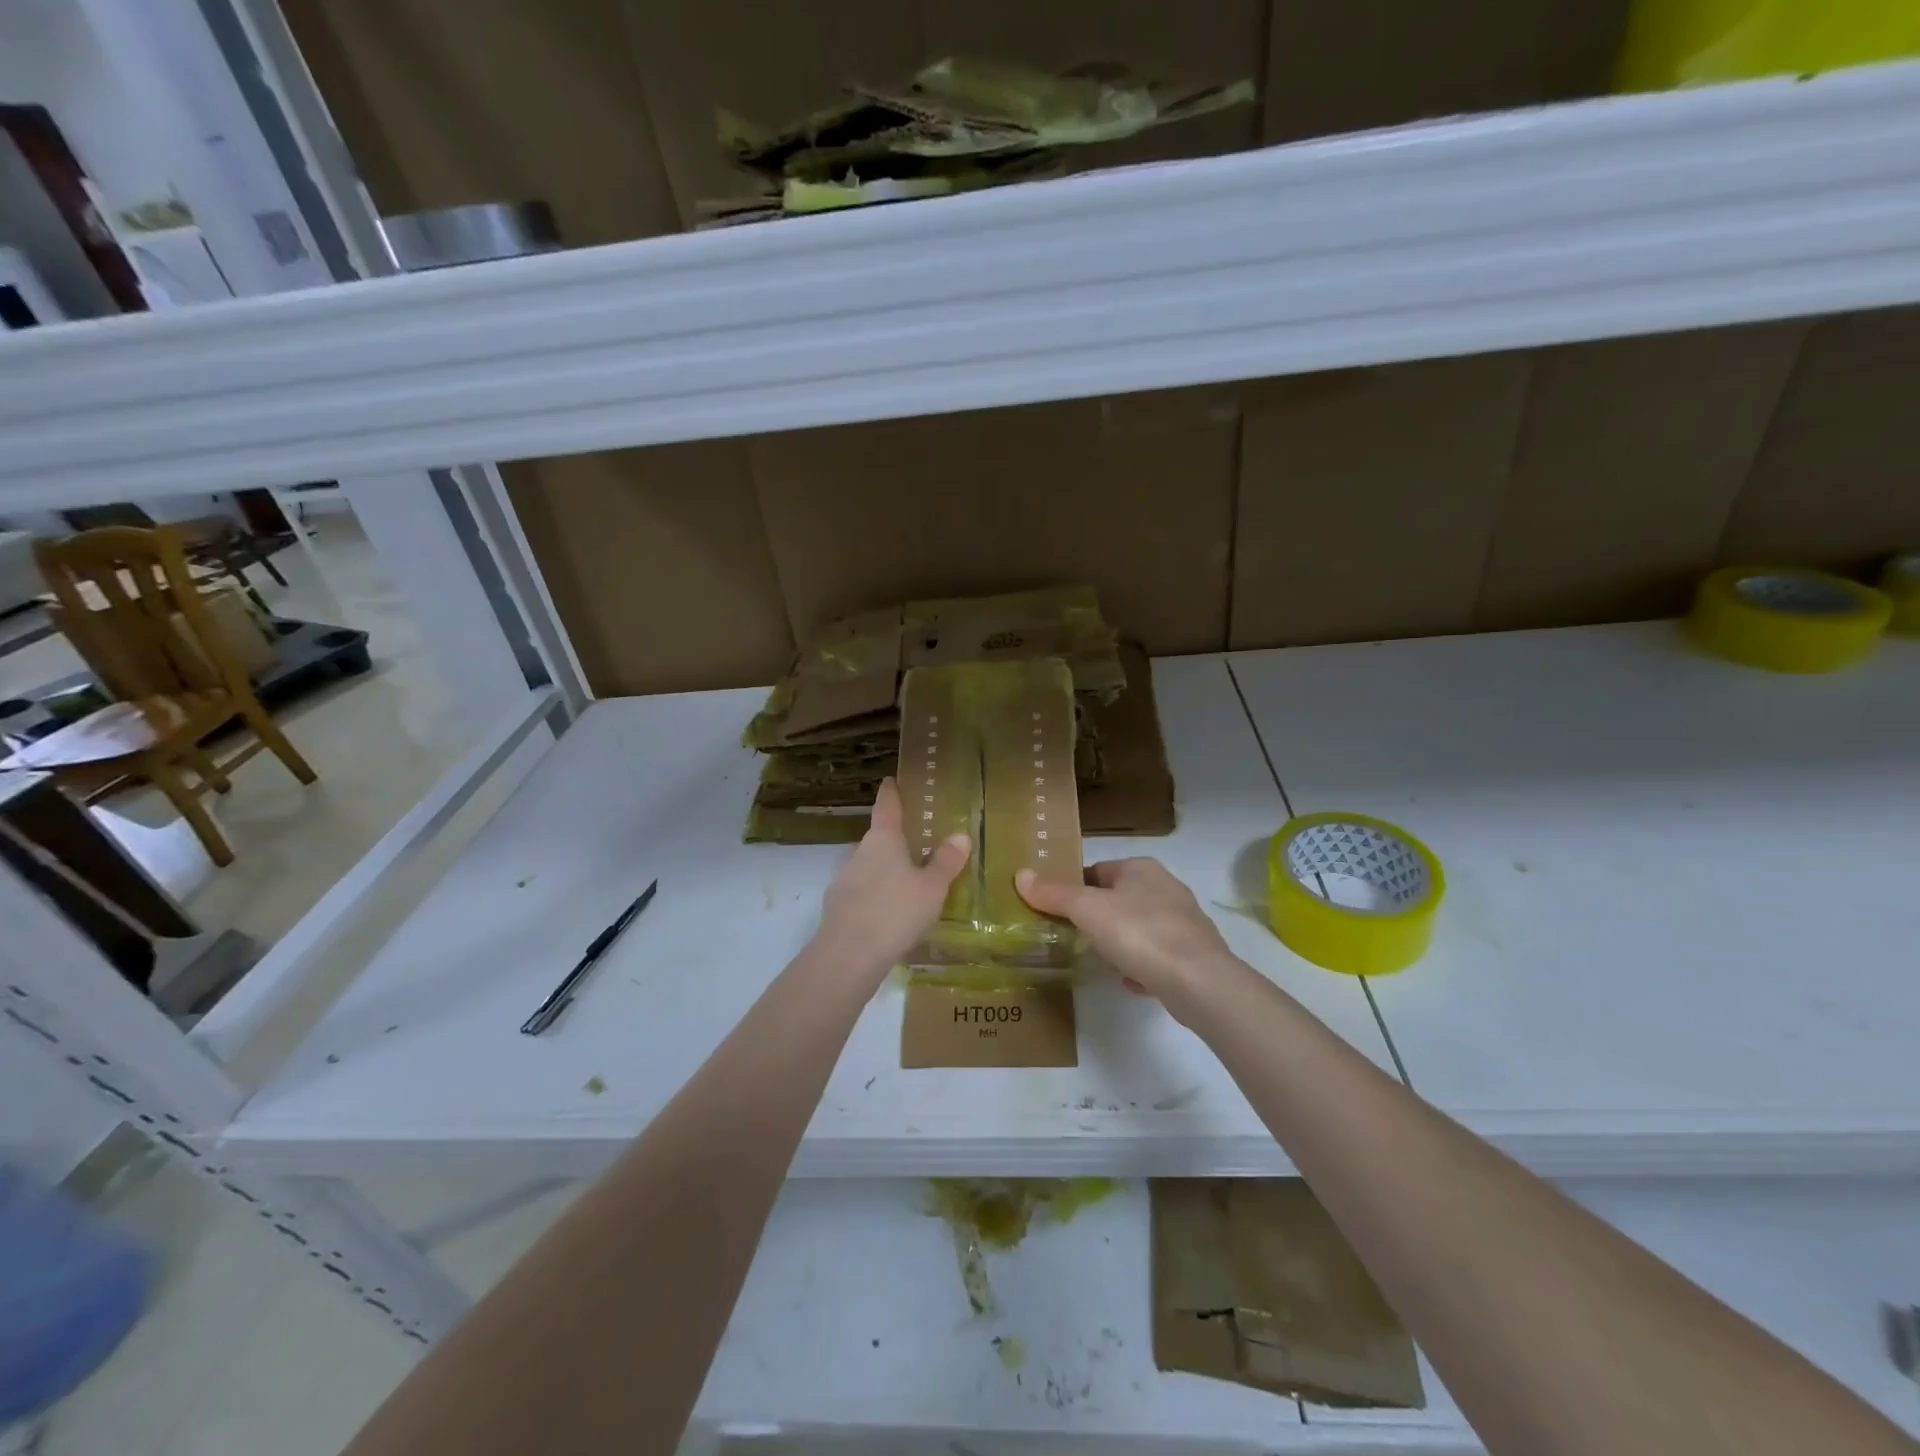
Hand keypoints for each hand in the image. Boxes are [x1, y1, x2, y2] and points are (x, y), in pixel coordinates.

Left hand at [815, 778, 969, 979]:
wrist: (849, 955)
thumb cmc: (896, 910)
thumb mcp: (932, 887)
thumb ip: (945, 862)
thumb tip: (961, 836)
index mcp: (883, 840)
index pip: (887, 808)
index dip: (891, 793)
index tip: (890, 781)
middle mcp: (859, 853)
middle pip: (877, 840)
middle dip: (893, 842)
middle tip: (914, 846)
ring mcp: (843, 881)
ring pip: (867, 868)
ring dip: (883, 872)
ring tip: (905, 885)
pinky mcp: (837, 909)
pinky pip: (861, 895)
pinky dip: (874, 898)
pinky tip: (888, 916)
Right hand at [1015, 858, 1237, 1004]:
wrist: (1199, 982)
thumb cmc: (1140, 933)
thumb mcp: (1088, 910)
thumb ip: (1054, 894)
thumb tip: (1020, 874)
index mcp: (1141, 868)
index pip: (1097, 870)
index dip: (1074, 889)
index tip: (1057, 912)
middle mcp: (1165, 887)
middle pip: (1117, 899)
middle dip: (1096, 919)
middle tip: (1074, 940)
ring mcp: (1182, 921)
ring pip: (1137, 928)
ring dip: (1118, 945)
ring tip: (1101, 963)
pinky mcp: (1193, 954)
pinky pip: (1155, 955)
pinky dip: (1140, 966)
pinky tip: (1130, 982)